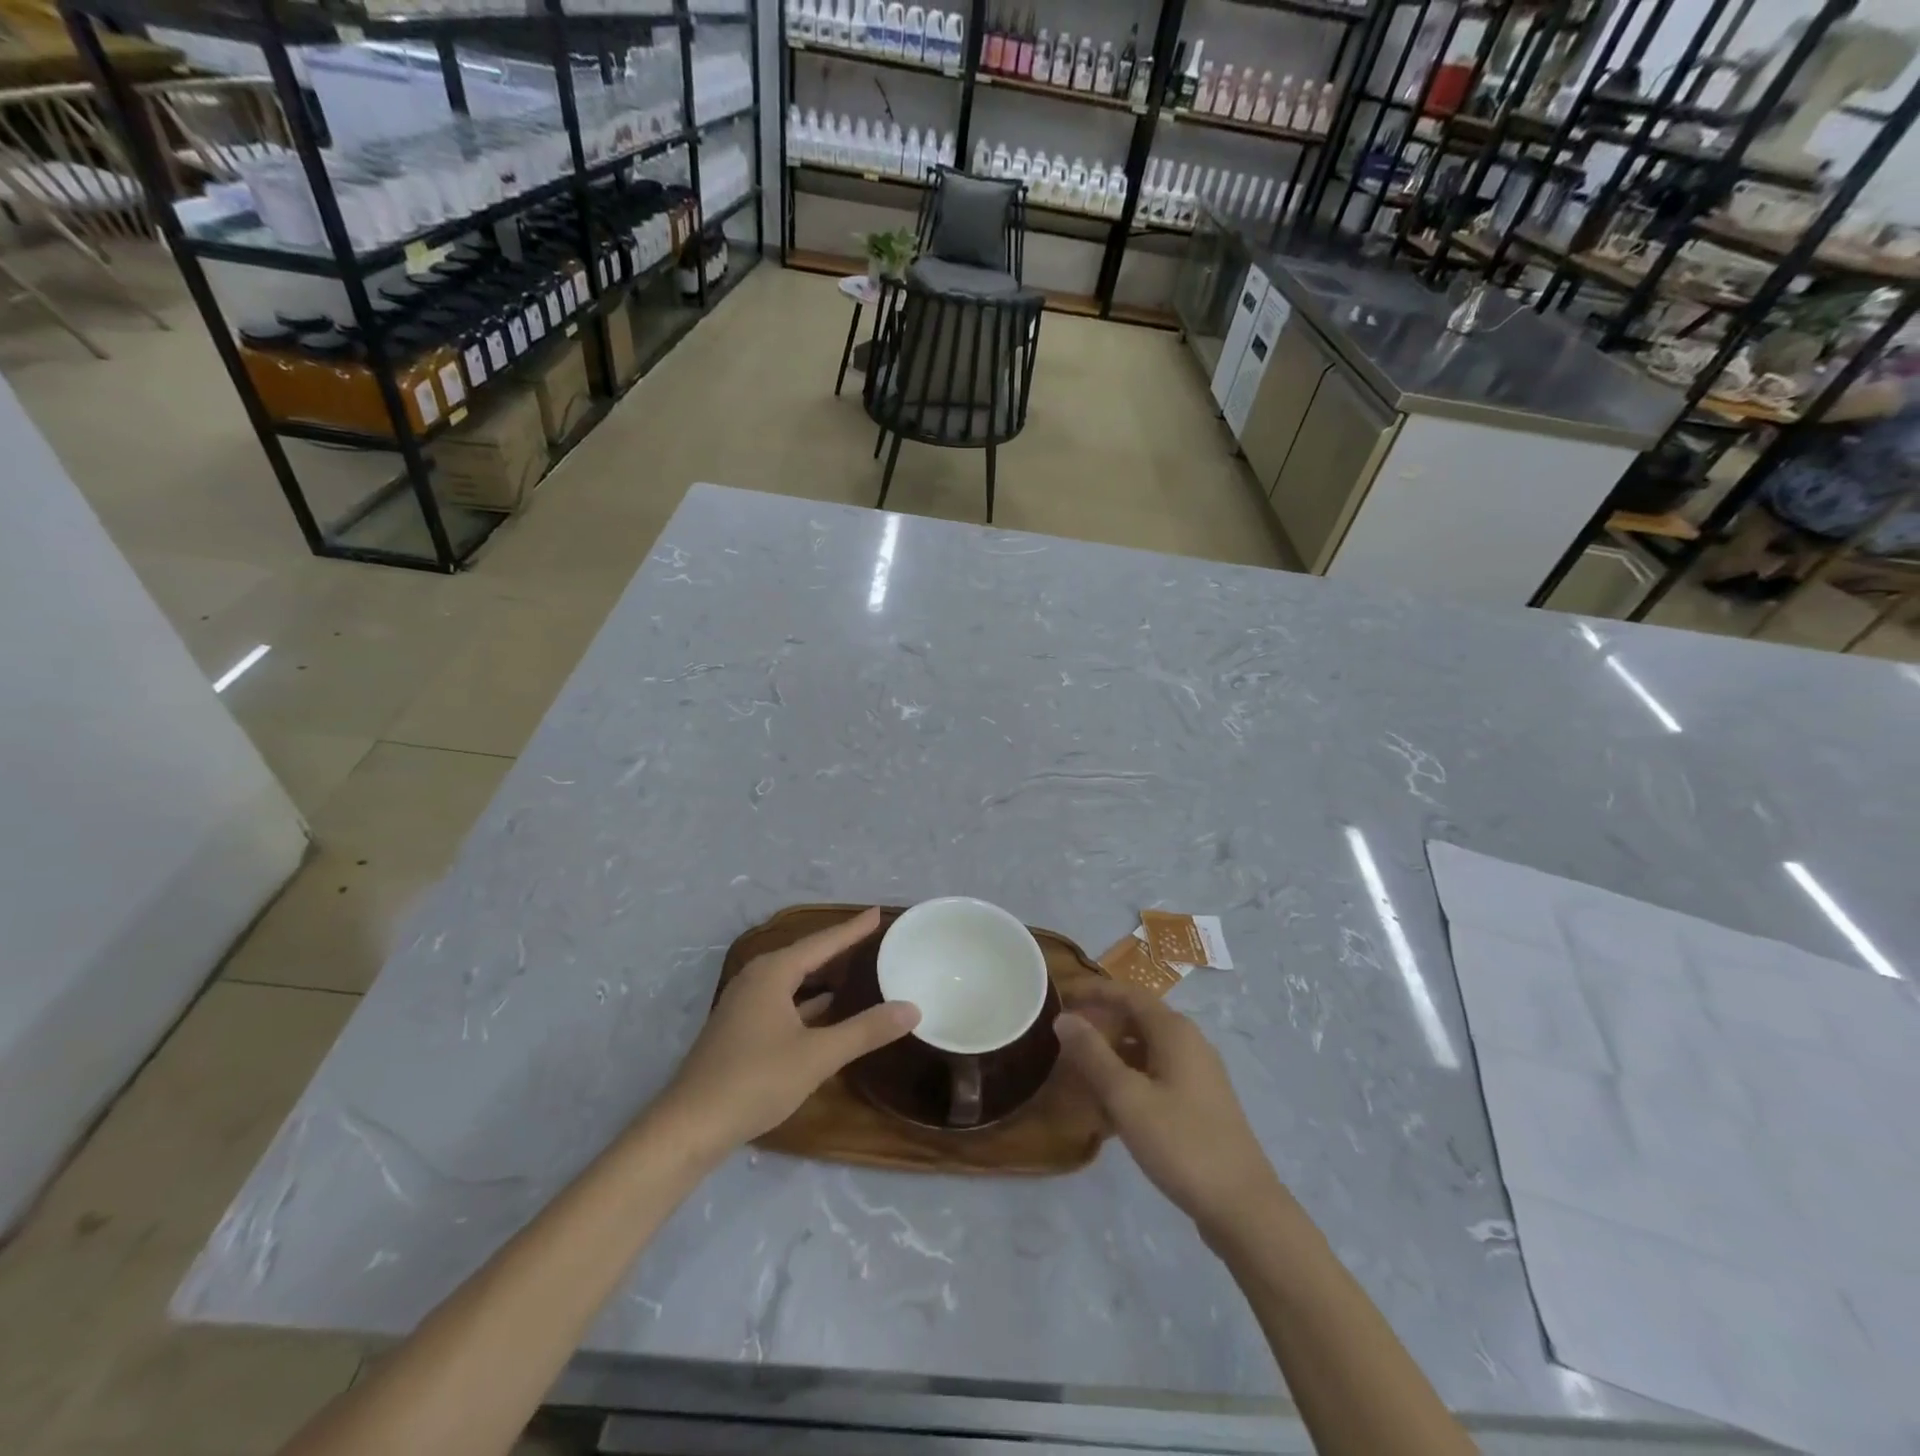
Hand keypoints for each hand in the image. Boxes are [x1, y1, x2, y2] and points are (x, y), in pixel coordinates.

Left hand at [654, 908, 918, 1157]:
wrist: (690, 1126)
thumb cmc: (756, 1080)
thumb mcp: (818, 1056)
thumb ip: (865, 1030)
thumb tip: (911, 1008)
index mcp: (773, 973)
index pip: (822, 942)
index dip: (852, 929)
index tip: (876, 912)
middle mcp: (756, 979)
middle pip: (804, 955)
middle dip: (836, 946)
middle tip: (869, 935)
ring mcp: (743, 1004)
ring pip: (791, 979)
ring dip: (820, 973)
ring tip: (852, 966)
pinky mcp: (739, 1029)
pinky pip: (781, 999)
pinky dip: (806, 999)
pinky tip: (823, 1009)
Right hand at [1056, 979, 1281, 1241]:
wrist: (1242, 1206)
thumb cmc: (1181, 1143)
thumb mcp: (1127, 1097)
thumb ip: (1093, 1054)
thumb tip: (1065, 1017)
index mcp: (1174, 1031)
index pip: (1128, 994)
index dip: (1094, 992)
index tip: (1062, 997)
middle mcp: (1189, 1043)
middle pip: (1137, 1019)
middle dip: (1101, 1024)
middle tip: (1065, 1038)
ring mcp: (1198, 1074)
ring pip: (1146, 1049)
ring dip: (1113, 1054)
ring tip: (1079, 1072)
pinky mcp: (1200, 1102)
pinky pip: (1156, 1074)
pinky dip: (1130, 1079)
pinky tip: (1109, 1107)